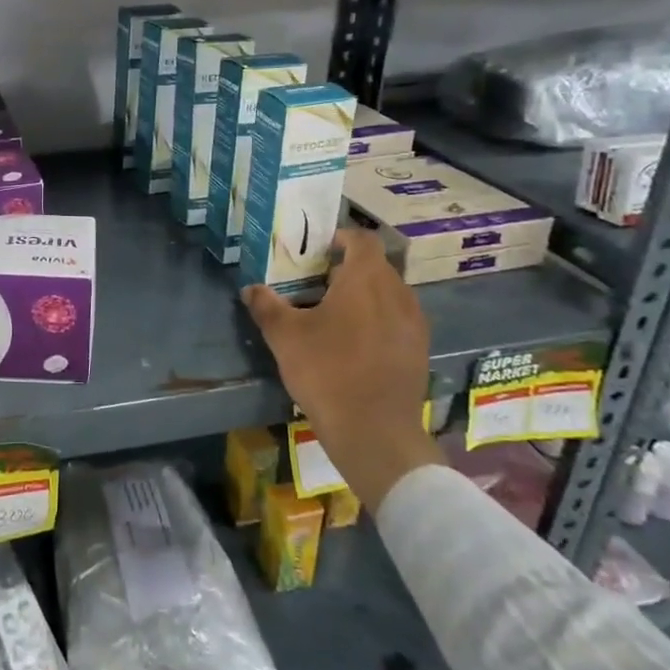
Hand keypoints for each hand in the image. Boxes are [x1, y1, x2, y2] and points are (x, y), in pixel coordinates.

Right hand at [242, 227, 441, 513]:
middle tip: (316, 284)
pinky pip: (398, 319)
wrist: (373, 431)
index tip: (319, 248)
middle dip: (348, 269)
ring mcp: (414, 323)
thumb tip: (250, 289)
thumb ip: (266, 306)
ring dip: (364, 295)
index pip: (363, 240)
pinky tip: (354, 343)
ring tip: (334, 315)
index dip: (342, 237)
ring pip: (389, 293)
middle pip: (376, 266)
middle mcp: (397, 293)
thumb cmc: (326, 371)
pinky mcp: (419, 349)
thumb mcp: (285, 336)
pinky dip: (378, 319)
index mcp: (366, 280)